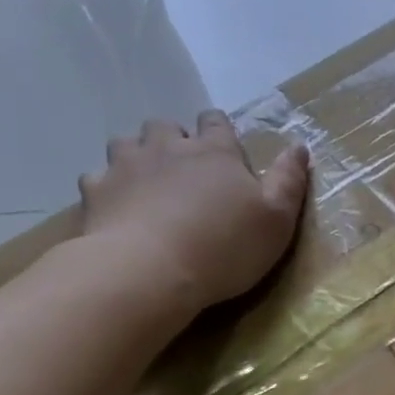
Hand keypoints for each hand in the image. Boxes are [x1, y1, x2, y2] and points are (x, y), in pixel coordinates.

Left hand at [79, 113, 308, 319]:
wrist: (150, 271)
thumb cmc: (225, 246)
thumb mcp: (277, 219)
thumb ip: (289, 180)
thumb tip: (299, 146)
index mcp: (216, 152)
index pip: (216, 122)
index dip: (219, 130)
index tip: (224, 148)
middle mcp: (169, 148)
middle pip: (166, 127)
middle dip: (174, 140)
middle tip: (184, 169)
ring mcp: (126, 166)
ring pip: (126, 144)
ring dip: (137, 156)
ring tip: (147, 183)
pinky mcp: (95, 192)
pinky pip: (97, 178)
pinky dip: (107, 188)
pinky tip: (117, 208)